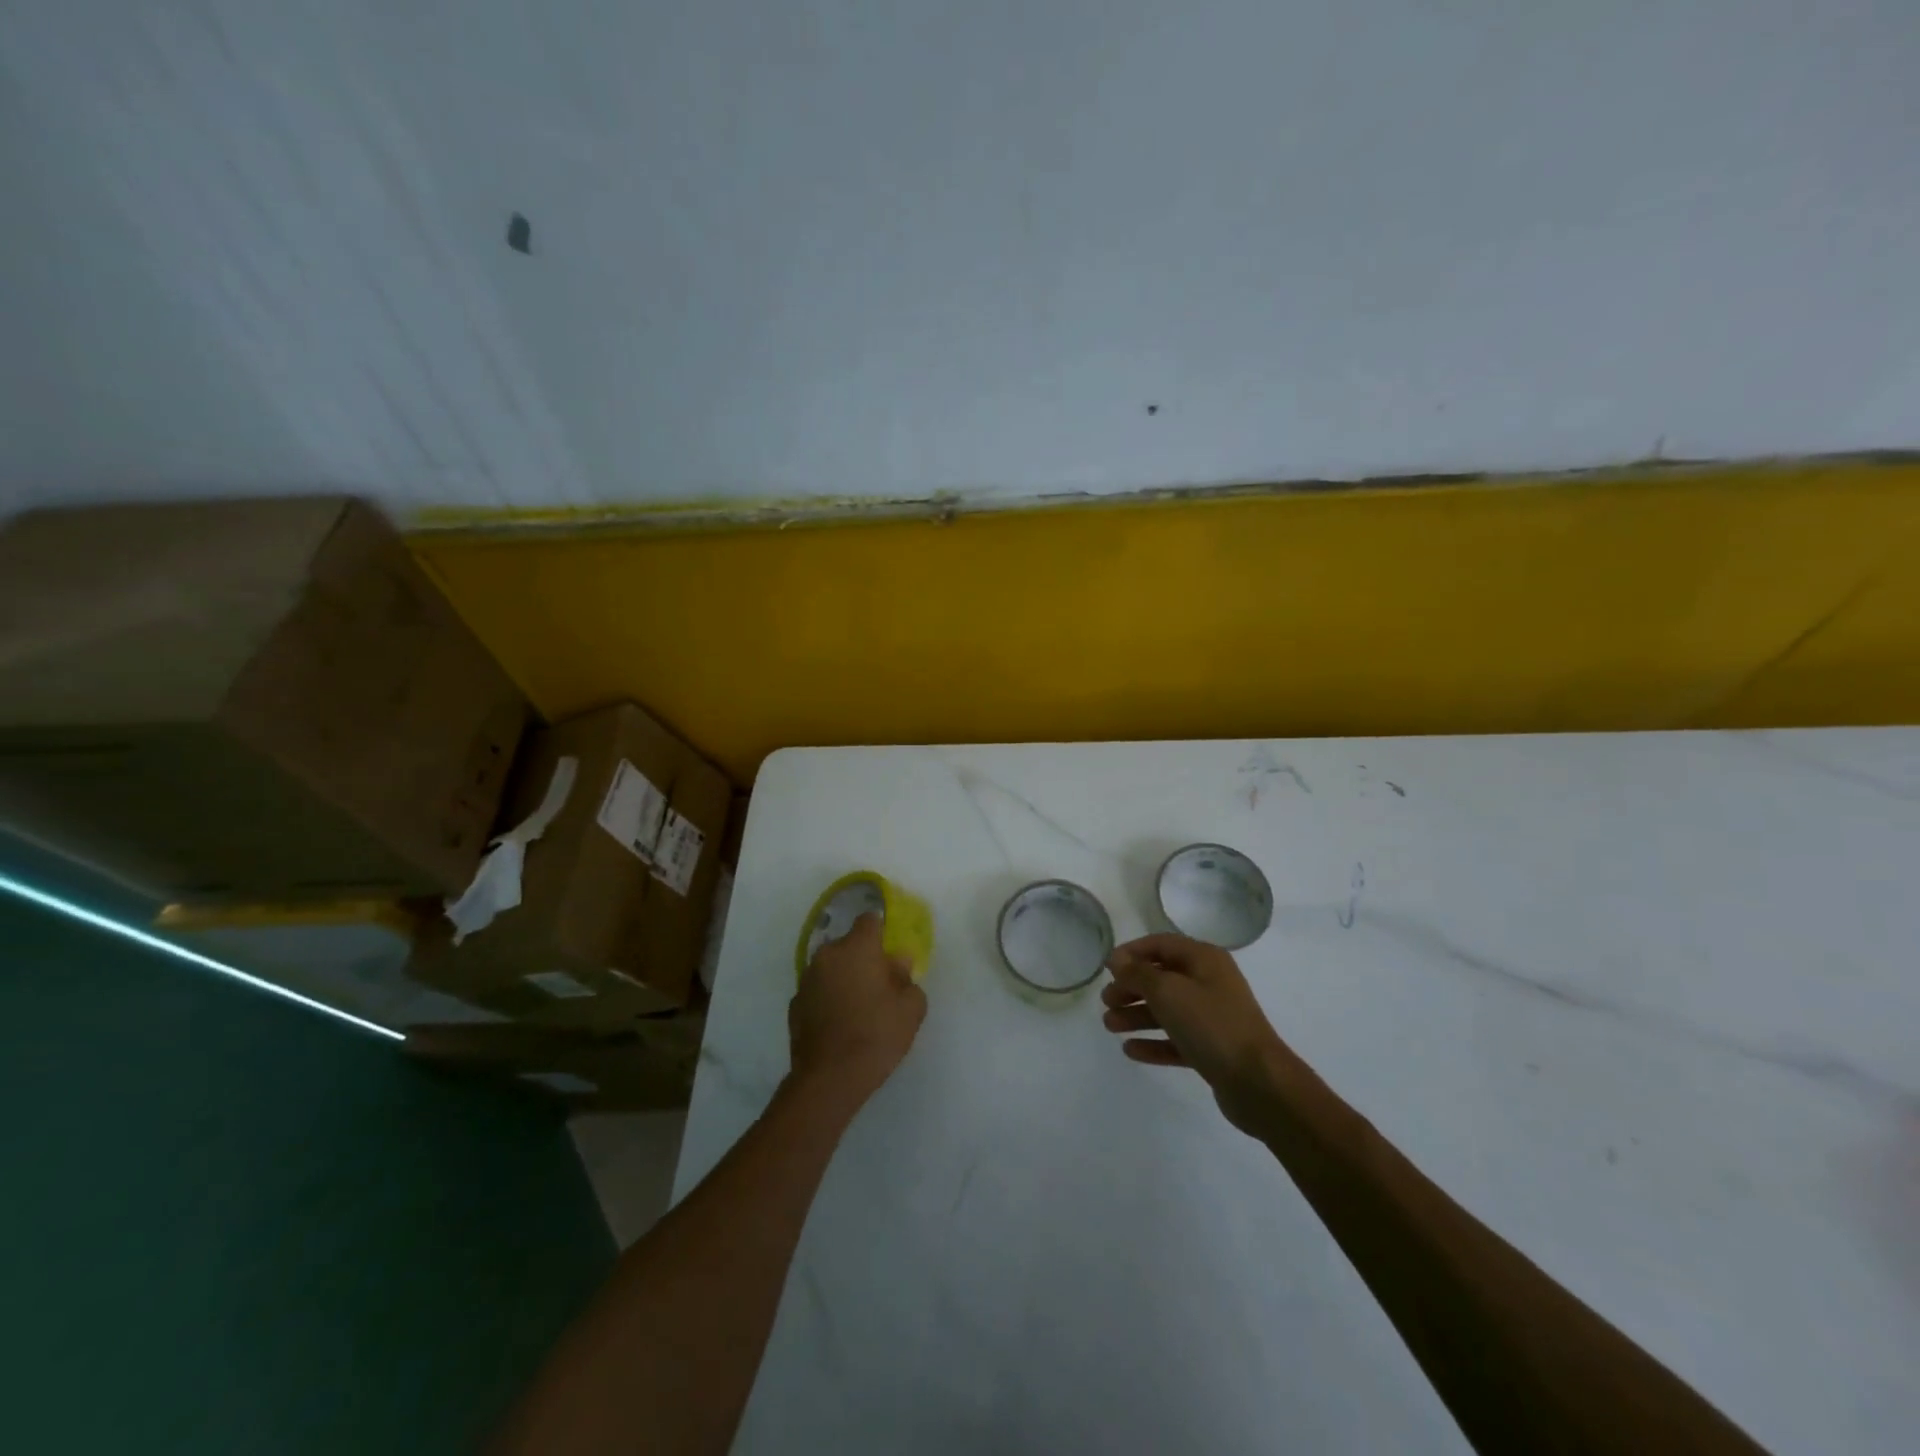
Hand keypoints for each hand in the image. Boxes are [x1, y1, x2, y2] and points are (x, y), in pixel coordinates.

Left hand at [789, 912, 926, 1109]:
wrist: (830, 1078)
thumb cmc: (876, 1035)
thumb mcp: (911, 1008)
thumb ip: (908, 978)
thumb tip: (897, 964)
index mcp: (857, 947)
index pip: (869, 920)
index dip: (882, 932)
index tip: (891, 954)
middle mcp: (827, 955)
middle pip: (849, 945)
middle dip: (864, 959)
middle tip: (880, 986)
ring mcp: (806, 979)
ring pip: (832, 968)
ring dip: (844, 978)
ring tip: (859, 1008)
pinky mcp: (794, 1005)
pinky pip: (818, 991)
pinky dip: (828, 999)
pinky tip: (839, 1024)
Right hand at [1102, 933, 1290, 1135]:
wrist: (1259, 1083)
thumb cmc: (1212, 1025)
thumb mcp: (1169, 992)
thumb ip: (1139, 973)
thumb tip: (1117, 959)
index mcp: (1204, 960)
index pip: (1161, 944)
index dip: (1132, 952)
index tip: (1106, 968)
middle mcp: (1210, 983)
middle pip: (1162, 978)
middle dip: (1131, 988)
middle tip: (1106, 1001)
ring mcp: (1213, 1017)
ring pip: (1167, 1010)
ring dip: (1137, 1015)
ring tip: (1109, 1026)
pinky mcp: (1213, 1049)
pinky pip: (1176, 1039)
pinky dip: (1154, 1042)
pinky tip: (1130, 1050)